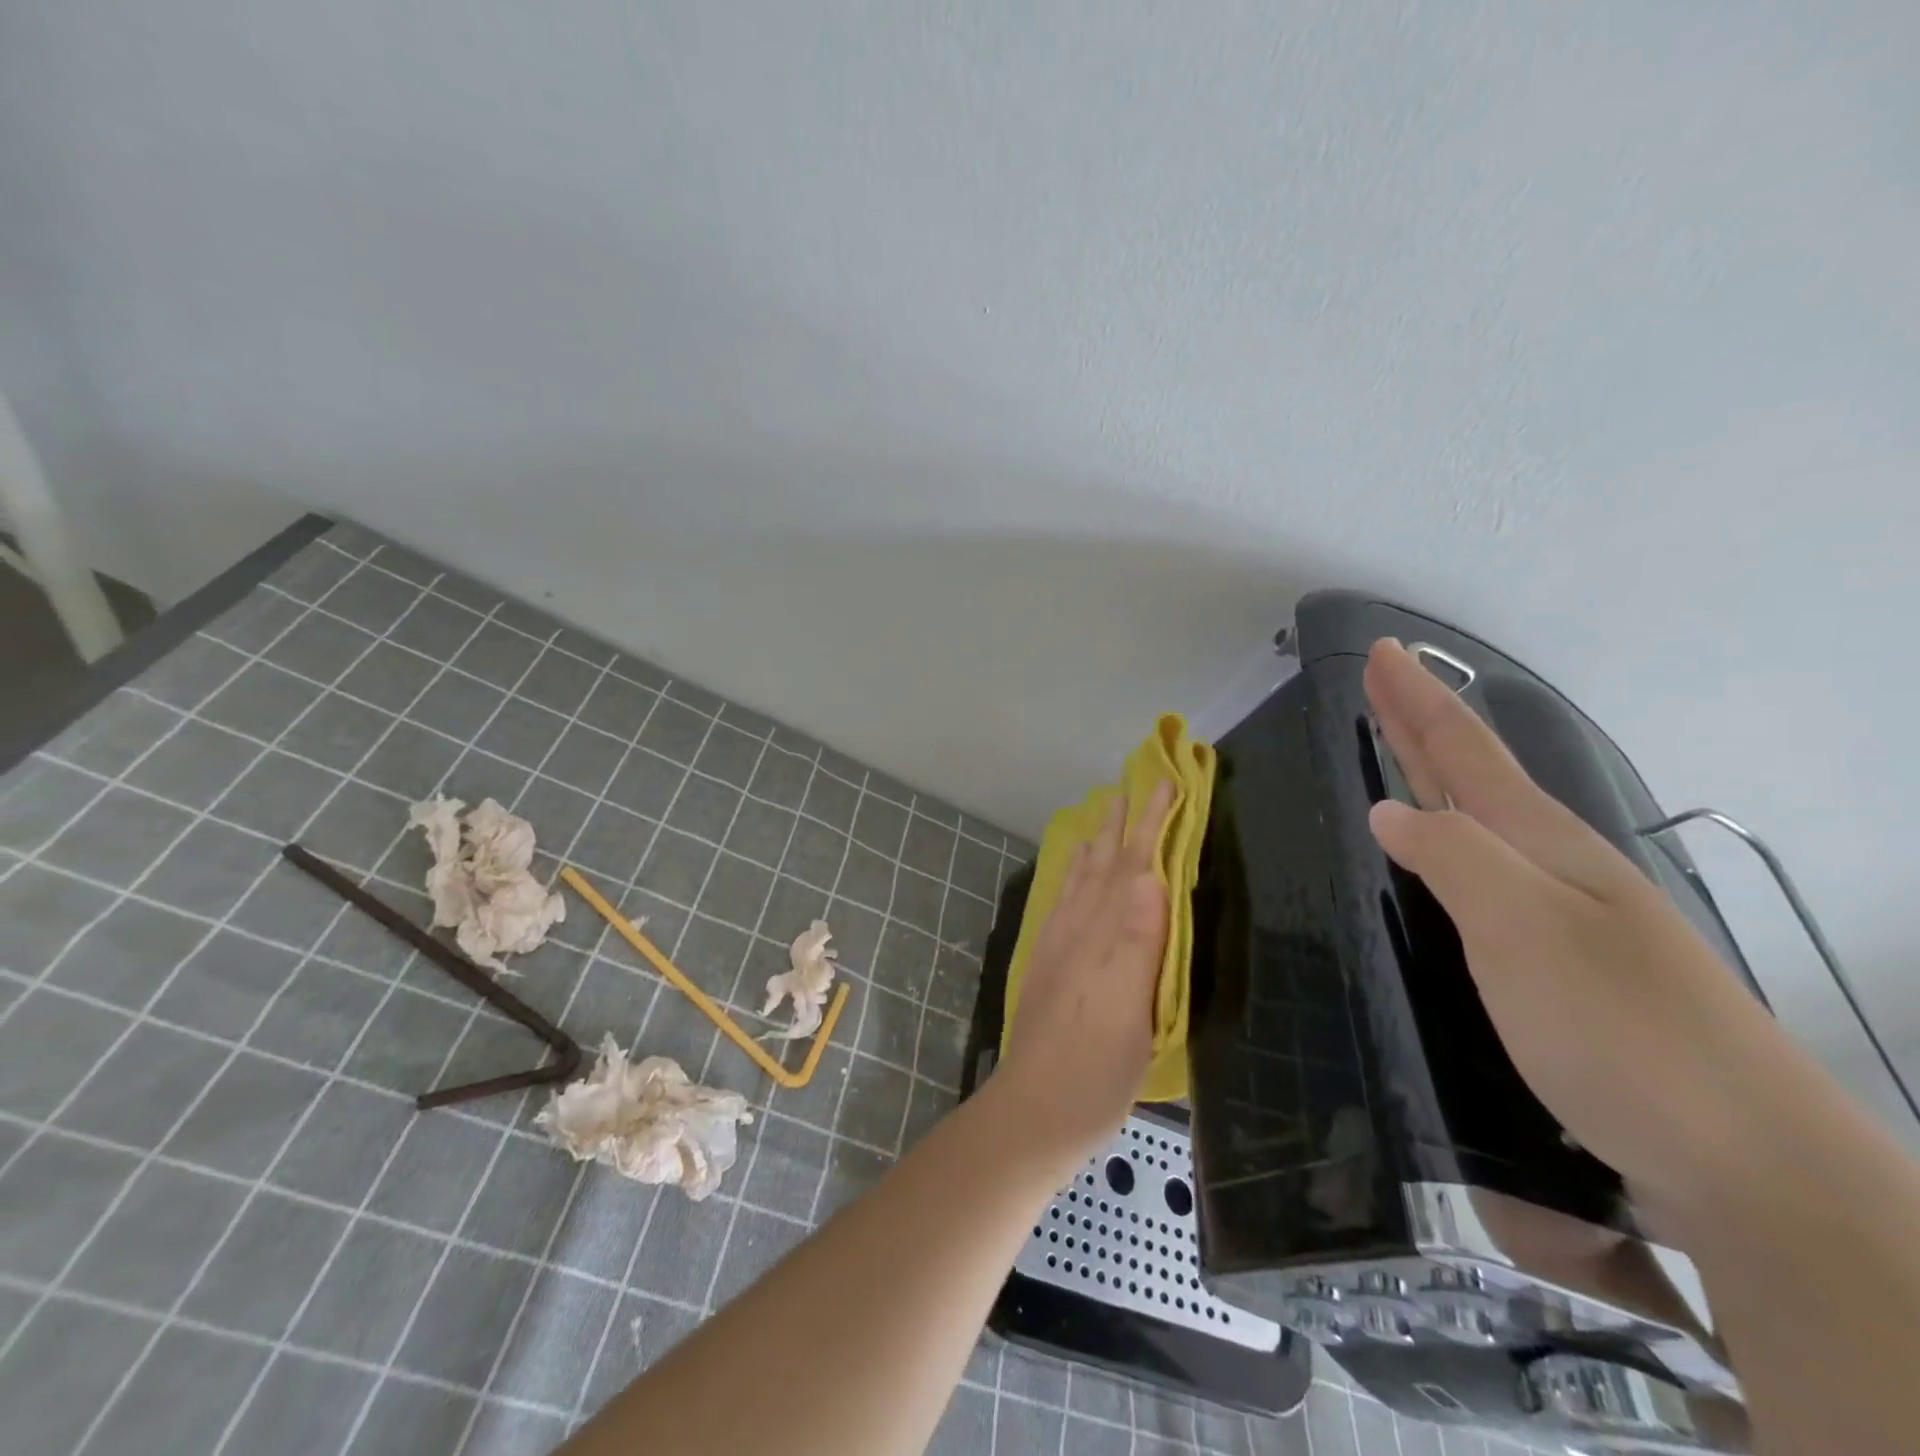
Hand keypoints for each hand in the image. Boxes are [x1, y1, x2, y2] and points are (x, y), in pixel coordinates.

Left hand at [999, 782, 1177, 1157]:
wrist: (1034, 1109)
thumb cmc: (1095, 1070)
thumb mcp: (1131, 1013)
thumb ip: (1139, 942)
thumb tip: (1152, 875)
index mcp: (1105, 937)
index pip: (1133, 867)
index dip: (1151, 825)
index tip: (1165, 783)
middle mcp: (1079, 930)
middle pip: (1105, 866)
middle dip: (1122, 824)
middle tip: (1132, 785)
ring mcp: (1059, 946)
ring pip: (1081, 880)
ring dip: (1096, 843)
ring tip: (1102, 816)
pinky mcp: (1048, 963)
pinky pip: (1062, 903)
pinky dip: (1072, 878)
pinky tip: (1075, 875)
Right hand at [1362, 639, 1785, 1208]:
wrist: (1745, 1164)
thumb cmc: (1621, 1031)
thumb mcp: (1524, 930)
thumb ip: (1453, 859)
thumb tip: (1388, 809)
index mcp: (1544, 845)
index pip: (1465, 753)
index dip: (1418, 702)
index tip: (1380, 653)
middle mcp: (1556, 869)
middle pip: (1476, 777)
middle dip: (1423, 725)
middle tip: (1381, 683)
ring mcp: (1566, 919)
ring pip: (1483, 827)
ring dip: (1438, 782)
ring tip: (1399, 761)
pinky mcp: (1561, 970)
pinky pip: (1486, 878)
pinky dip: (1451, 847)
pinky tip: (1440, 867)